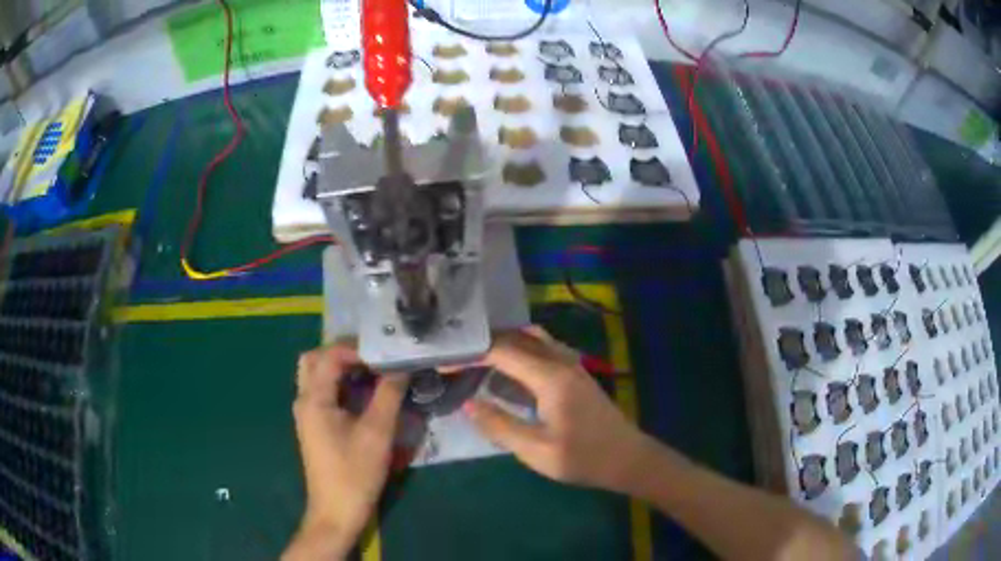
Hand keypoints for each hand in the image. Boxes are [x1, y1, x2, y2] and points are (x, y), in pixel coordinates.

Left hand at [284, 344, 408, 560]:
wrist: (336, 511)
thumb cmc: (355, 473)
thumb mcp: (377, 433)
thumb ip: (389, 395)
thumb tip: (402, 367)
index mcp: (314, 399)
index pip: (329, 356)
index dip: (357, 349)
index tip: (385, 352)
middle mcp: (304, 400)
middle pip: (315, 360)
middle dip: (343, 353)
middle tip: (374, 356)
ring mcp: (307, 414)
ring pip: (317, 375)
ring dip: (341, 368)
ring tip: (373, 370)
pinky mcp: (314, 425)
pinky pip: (322, 392)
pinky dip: (340, 384)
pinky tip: (364, 393)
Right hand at [465, 328, 654, 492]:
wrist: (628, 458)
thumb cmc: (583, 458)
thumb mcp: (536, 450)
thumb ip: (499, 425)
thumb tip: (467, 403)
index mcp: (550, 376)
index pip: (502, 350)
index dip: (470, 354)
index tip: (444, 363)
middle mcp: (561, 361)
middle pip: (517, 337)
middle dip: (484, 343)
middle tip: (456, 356)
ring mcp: (571, 365)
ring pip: (532, 339)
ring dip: (503, 344)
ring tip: (475, 359)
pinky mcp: (575, 373)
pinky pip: (542, 350)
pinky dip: (520, 352)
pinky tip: (506, 373)